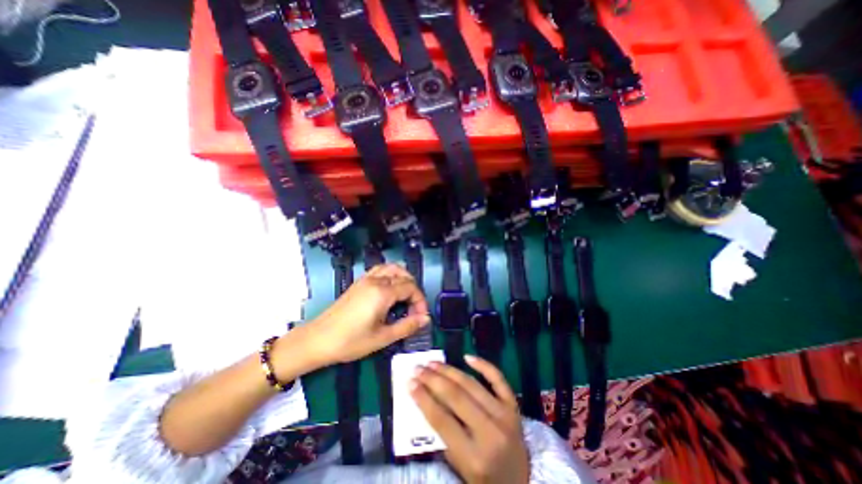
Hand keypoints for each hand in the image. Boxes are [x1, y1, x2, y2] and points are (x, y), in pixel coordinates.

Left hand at [285, 263, 430, 368]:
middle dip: (413, 290)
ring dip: (403, 278)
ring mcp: (366, 279)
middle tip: (413, 309)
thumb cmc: (350, 341)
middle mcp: (376, 280)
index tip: (420, 317)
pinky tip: (390, 289)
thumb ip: (407, 326)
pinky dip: (391, 274)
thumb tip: (425, 319)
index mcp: (382, 292)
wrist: (317, 340)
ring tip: (405, 296)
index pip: (411, 287)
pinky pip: (380, 270)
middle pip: (404, 276)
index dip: (420, 301)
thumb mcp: (382, 337)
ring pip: (392, 268)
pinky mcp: (359, 282)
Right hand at [413, 356, 532, 483]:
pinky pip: (498, 379)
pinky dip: (483, 365)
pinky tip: (467, 356)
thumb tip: (425, 400)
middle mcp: (490, 432)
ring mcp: (504, 415)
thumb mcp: (460, 467)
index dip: (423, 399)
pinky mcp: (513, 405)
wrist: (522, 481)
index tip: (410, 383)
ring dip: (449, 370)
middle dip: (433, 379)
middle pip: (456, 397)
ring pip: (471, 384)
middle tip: (418, 368)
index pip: (442, 420)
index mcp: (474, 456)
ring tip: (433, 363)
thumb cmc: (485, 478)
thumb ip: (443, 436)